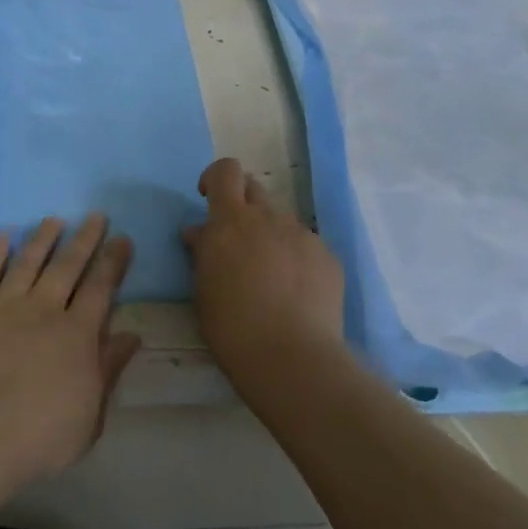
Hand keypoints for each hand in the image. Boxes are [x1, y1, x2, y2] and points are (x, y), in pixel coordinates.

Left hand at [0, 214, 141, 484]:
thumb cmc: (39, 434)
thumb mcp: (90, 414)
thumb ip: (109, 370)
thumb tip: (131, 336)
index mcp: (77, 334)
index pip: (101, 288)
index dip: (113, 262)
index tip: (122, 239)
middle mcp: (44, 310)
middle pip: (68, 266)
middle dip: (84, 240)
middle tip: (95, 216)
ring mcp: (4, 307)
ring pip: (28, 262)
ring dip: (42, 238)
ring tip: (53, 220)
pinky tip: (3, 237)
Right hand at [184, 158, 344, 380]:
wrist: (291, 357)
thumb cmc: (232, 327)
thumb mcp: (203, 289)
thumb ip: (203, 252)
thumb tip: (199, 233)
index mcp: (230, 222)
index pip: (225, 171)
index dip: (215, 178)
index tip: (207, 199)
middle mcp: (268, 218)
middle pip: (254, 189)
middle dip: (241, 205)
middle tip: (235, 240)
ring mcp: (302, 235)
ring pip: (281, 220)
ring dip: (269, 234)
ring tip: (268, 275)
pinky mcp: (327, 256)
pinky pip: (305, 245)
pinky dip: (295, 258)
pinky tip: (294, 292)